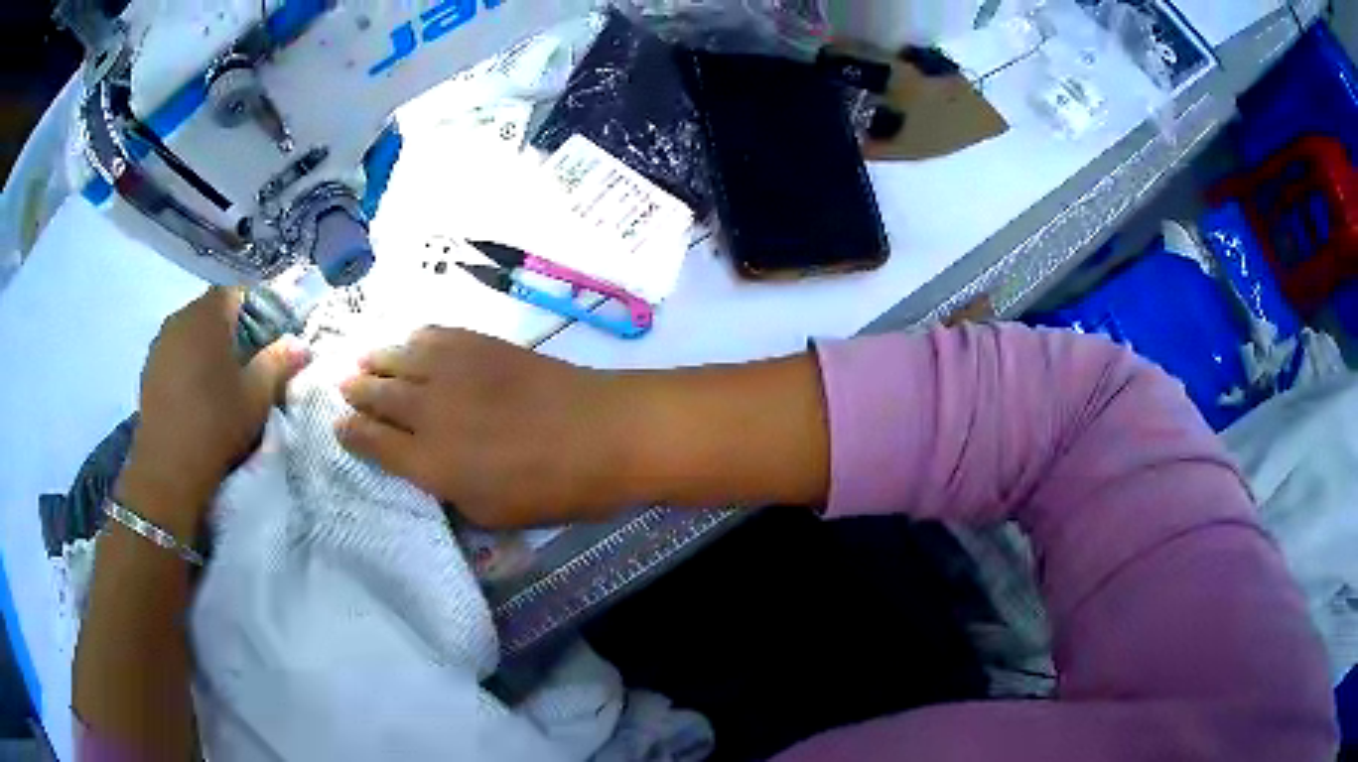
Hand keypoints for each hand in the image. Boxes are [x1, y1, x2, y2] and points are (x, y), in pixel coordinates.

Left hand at [116, 288, 310, 537]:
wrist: (167, 469)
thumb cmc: (215, 424)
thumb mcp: (257, 396)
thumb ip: (279, 362)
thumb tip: (300, 343)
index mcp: (208, 314)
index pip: (239, 294)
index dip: (258, 314)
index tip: (269, 343)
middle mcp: (181, 317)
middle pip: (212, 312)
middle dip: (231, 331)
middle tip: (248, 364)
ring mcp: (160, 343)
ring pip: (191, 333)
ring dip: (207, 349)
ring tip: (221, 383)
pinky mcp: (148, 369)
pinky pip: (175, 354)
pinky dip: (188, 366)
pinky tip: (196, 396)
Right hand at [336, 327, 641, 528]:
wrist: (603, 432)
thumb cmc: (553, 489)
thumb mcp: (493, 515)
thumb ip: (450, 492)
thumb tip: (428, 472)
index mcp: (429, 464)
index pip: (372, 443)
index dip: (351, 434)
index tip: (339, 427)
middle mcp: (427, 412)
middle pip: (376, 396)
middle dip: (355, 392)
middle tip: (345, 388)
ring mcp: (451, 371)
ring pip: (396, 359)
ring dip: (375, 361)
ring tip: (364, 363)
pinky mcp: (477, 342)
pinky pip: (431, 334)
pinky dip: (412, 340)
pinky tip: (409, 343)